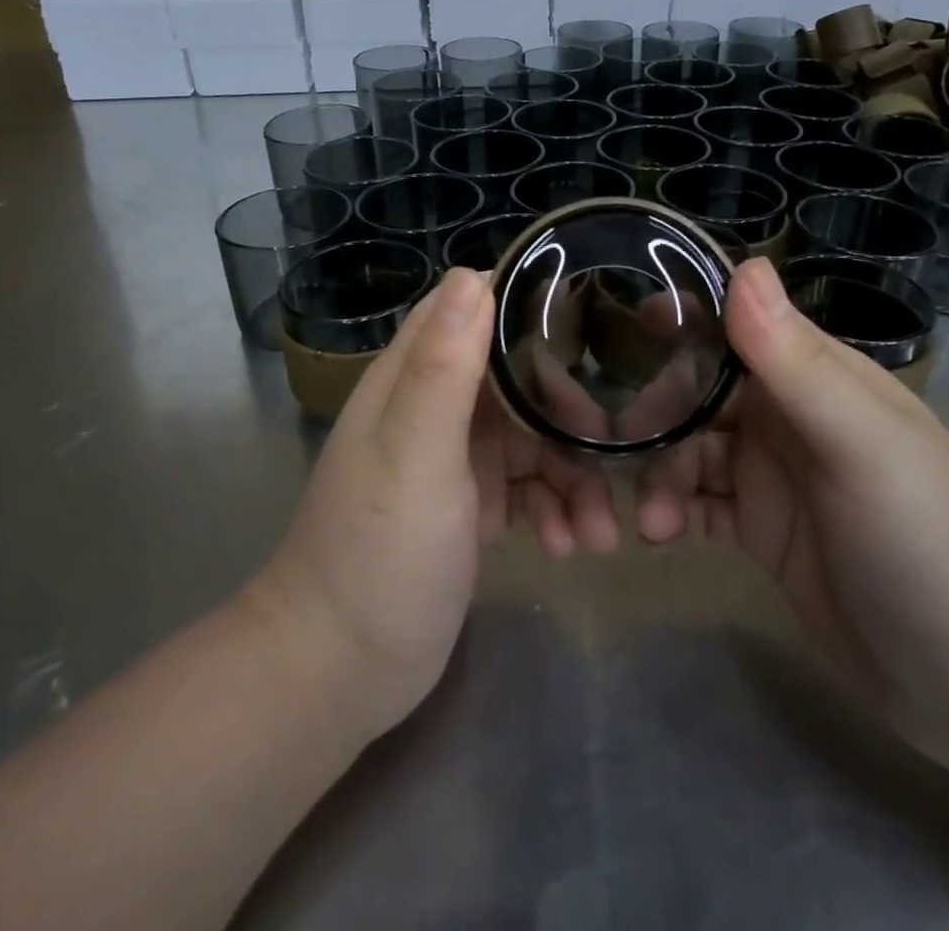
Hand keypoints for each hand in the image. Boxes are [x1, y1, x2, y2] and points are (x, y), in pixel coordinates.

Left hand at [249, 268, 619, 740]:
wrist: (338, 673)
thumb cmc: (377, 555)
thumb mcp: (415, 456)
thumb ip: (444, 367)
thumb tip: (472, 275)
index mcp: (414, 377)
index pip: (474, 310)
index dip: (530, 308)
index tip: (590, 322)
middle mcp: (436, 406)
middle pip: (519, 378)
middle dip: (568, 414)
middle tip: (610, 452)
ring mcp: (455, 456)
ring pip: (532, 437)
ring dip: (572, 476)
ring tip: (601, 533)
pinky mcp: (471, 503)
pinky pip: (528, 486)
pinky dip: (555, 509)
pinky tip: (569, 547)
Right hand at [634, 259, 948, 778]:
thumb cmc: (931, 541)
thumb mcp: (863, 444)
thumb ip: (796, 360)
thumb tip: (744, 263)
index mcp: (816, 376)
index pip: (737, 325)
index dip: (684, 318)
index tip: (628, 325)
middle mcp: (789, 415)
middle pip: (698, 390)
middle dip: (657, 414)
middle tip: (620, 450)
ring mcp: (773, 475)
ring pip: (689, 448)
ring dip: (659, 473)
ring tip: (649, 521)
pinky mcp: (760, 530)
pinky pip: (697, 502)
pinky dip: (671, 512)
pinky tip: (657, 537)